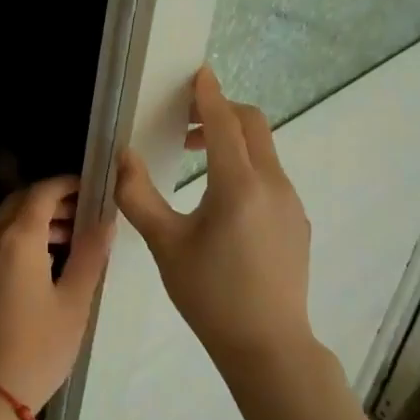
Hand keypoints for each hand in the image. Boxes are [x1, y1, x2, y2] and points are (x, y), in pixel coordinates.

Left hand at [0, 177, 112, 412]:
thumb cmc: (37, 348)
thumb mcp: (74, 302)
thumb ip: (90, 254)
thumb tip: (105, 220)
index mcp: (17, 238)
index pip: (42, 192)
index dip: (68, 185)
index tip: (91, 191)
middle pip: (20, 202)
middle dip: (51, 201)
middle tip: (83, 215)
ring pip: (5, 221)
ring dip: (35, 220)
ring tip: (68, 240)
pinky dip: (17, 238)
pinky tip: (41, 262)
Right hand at [115, 66, 315, 369]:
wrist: (268, 346)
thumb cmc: (209, 294)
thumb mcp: (164, 243)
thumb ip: (138, 194)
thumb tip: (123, 156)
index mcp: (238, 185)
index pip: (223, 122)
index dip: (208, 94)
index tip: (198, 72)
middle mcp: (272, 184)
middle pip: (253, 125)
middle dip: (221, 111)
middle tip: (185, 120)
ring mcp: (290, 203)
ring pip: (264, 150)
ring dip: (231, 139)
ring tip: (194, 157)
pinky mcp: (297, 221)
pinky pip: (271, 175)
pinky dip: (245, 164)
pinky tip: (220, 197)